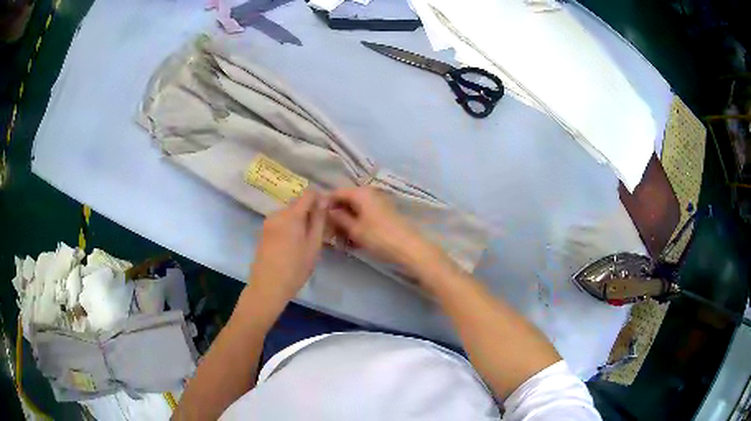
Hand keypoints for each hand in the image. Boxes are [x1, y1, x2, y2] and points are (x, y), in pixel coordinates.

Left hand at [244, 190, 328, 321]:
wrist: (267, 287)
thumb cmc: (295, 268)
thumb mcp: (313, 245)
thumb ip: (319, 220)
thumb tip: (323, 200)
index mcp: (291, 215)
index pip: (308, 194)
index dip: (319, 199)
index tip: (327, 213)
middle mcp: (277, 213)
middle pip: (297, 203)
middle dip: (309, 211)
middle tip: (319, 231)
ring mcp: (268, 222)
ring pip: (289, 213)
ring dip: (299, 220)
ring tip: (306, 240)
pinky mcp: (263, 232)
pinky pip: (280, 222)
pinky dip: (289, 227)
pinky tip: (292, 245)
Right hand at [327, 187, 436, 271]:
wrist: (409, 248)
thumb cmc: (379, 237)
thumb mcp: (354, 229)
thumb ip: (339, 217)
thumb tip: (327, 210)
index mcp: (361, 193)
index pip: (336, 193)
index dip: (326, 204)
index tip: (318, 218)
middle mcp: (369, 193)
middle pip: (346, 200)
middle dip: (337, 215)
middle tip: (329, 232)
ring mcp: (378, 203)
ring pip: (356, 209)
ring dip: (347, 222)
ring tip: (341, 239)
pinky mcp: (384, 214)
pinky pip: (365, 215)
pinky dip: (358, 225)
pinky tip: (354, 240)